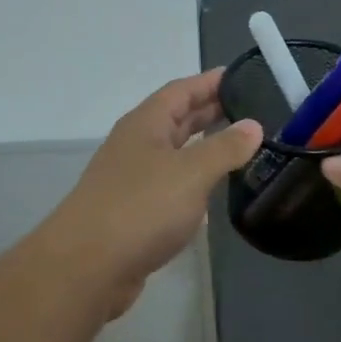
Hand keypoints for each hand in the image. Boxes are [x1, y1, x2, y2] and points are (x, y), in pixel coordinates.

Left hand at [39, 69, 262, 318]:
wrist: (87, 266)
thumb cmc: (141, 207)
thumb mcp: (191, 173)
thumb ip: (224, 148)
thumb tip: (253, 125)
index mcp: (145, 124)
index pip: (181, 90)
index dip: (209, 82)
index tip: (241, 75)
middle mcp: (136, 144)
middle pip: (175, 118)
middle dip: (209, 111)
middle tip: (250, 108)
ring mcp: (131, 178)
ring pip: (173, 152)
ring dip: (202, 146)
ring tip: (238, 145)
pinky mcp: (133, 211)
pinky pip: (169, 184)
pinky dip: (192, 180)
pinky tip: (210, 191)